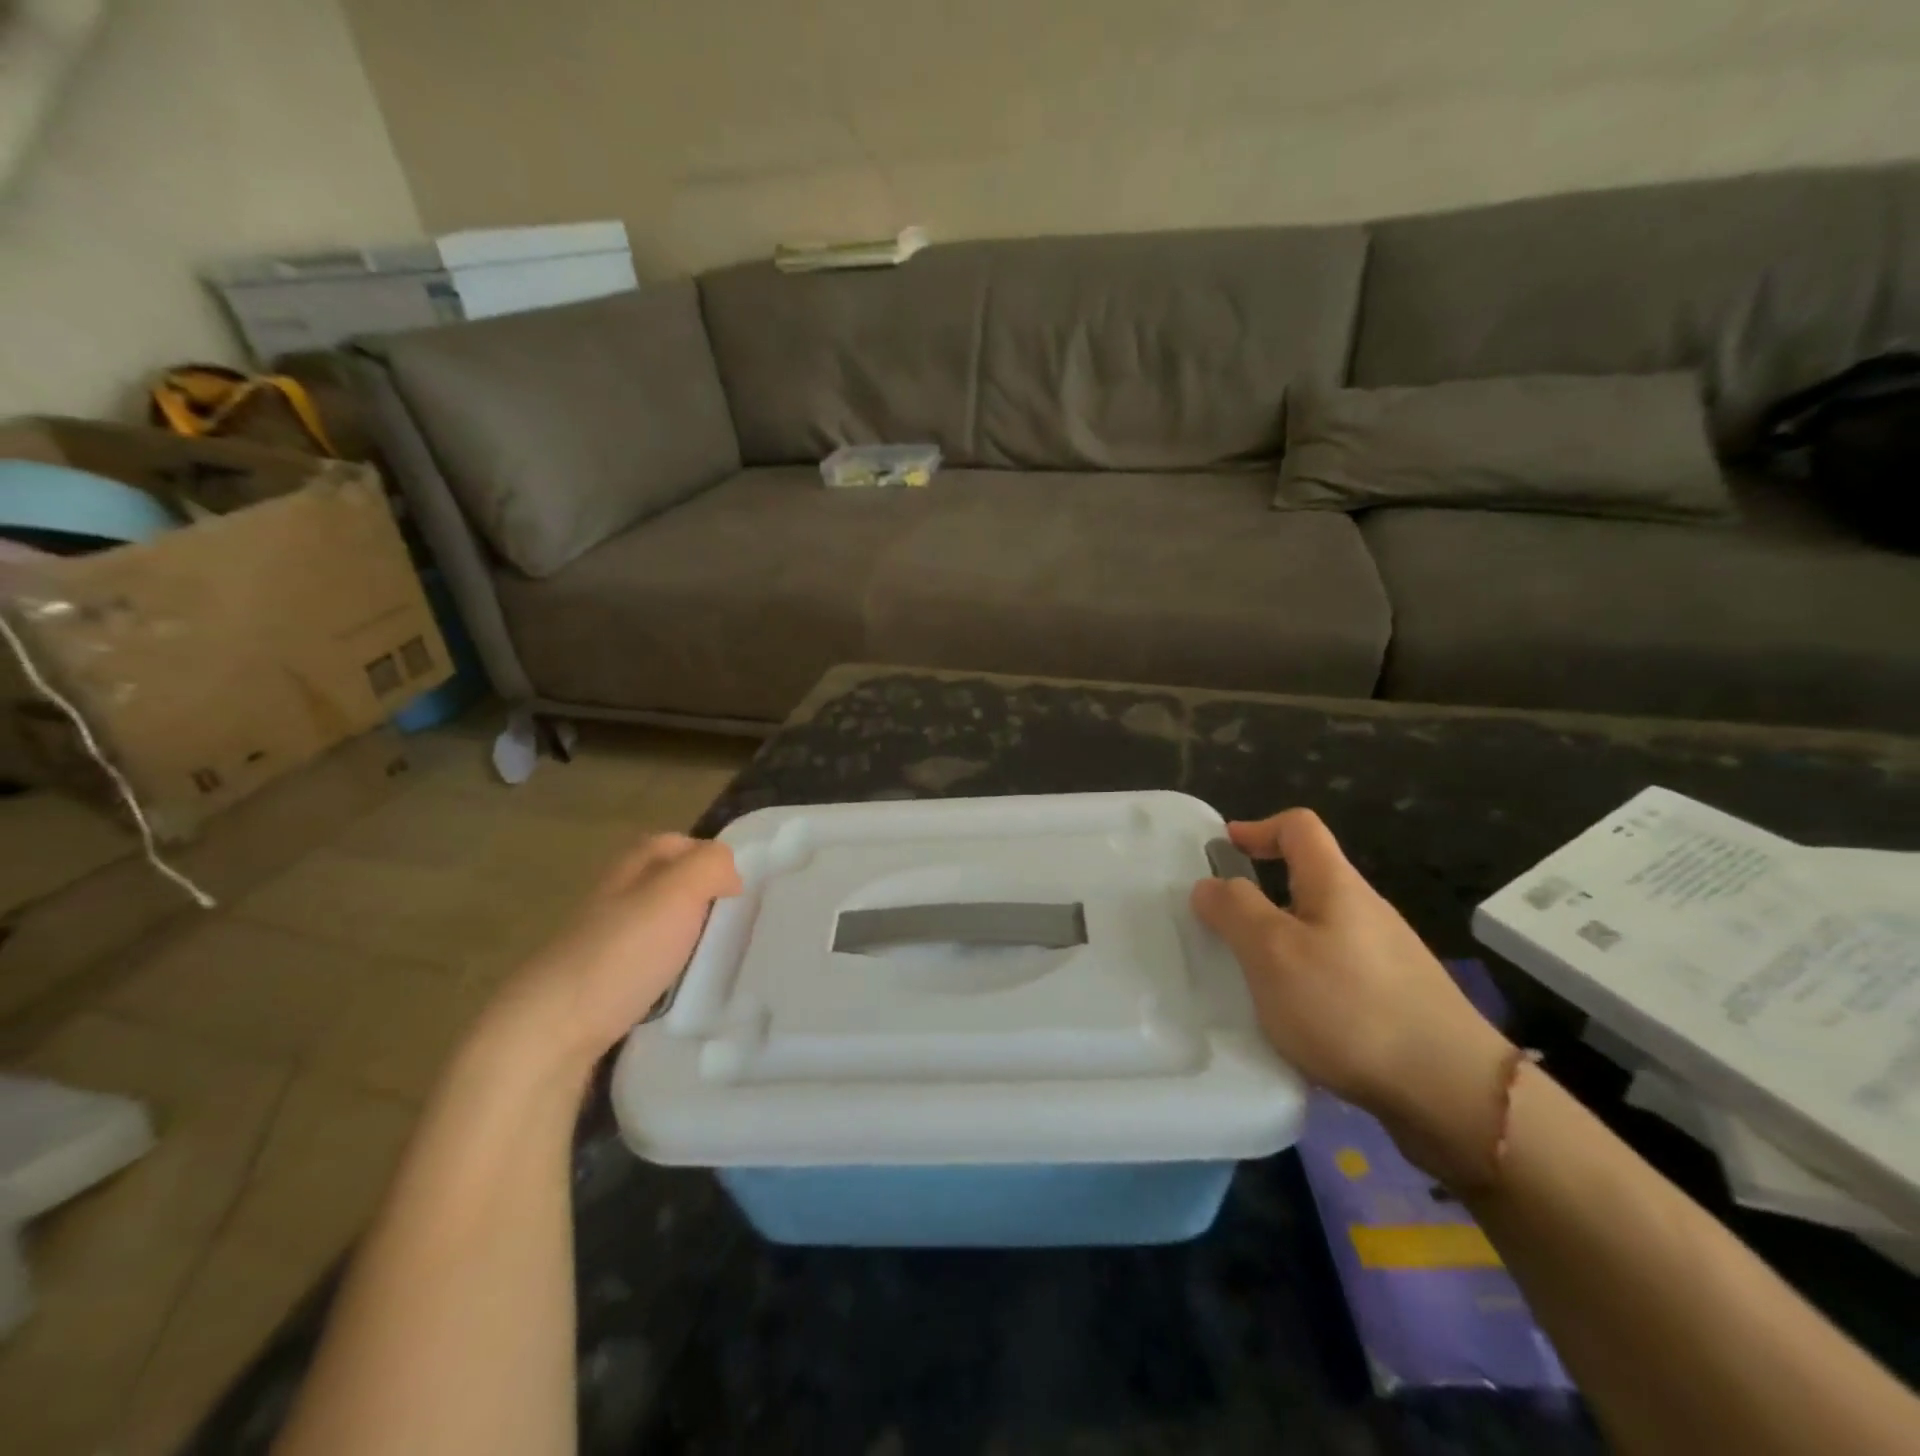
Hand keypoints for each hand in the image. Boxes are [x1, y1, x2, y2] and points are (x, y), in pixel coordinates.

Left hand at [486, 834, 741, 1075]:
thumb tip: (730, 873)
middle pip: (663, 886)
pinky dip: (668, 972)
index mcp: (628, 871)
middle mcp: (611, 902)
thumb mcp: (676, 893)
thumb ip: (710, 866)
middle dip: (699, 898)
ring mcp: (600, 947)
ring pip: (654, 928)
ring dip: (685, 937)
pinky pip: (645, 968)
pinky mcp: (598, 990)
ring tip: (717, 958)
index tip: (739, 886)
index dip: (706, 856)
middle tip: (736, 922)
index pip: (671, 844)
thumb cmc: (620, 954)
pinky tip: (683, 990)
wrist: (550, 1034)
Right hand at [1190, 809, 1514, 1180]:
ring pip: (1319, 932)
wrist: (1453, 1095)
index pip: (1299, 828)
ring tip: (1249, 984)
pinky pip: (1334, 974)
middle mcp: (1365, 912)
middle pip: (1307, 882)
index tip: (1222, 851)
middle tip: (1221, 930)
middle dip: (1260, 898)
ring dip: (1279, 946)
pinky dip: (1303, 983)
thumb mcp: (1273, 951)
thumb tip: (1210, 884)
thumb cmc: (1350, 1008)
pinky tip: (1293, 1025)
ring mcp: (1386, 959)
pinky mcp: (1395, 1002)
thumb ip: (1234, 910)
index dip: (1258, 828)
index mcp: (1337, 886)